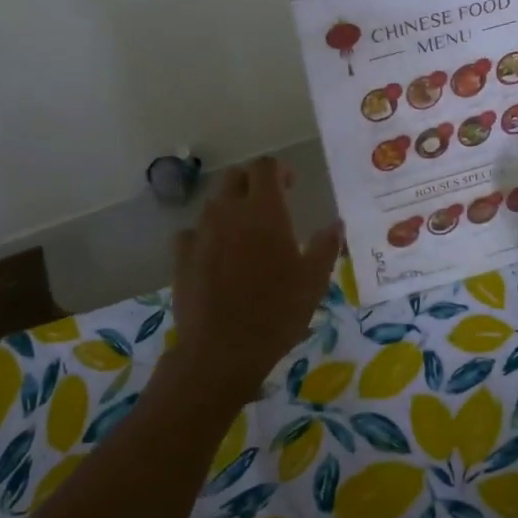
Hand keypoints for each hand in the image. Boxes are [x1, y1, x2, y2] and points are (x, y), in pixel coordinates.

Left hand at [167, 158, 342, 409]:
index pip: (265, 167)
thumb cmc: (277, 313)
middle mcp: (229, 212)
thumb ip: (326, 246)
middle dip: (252, 182)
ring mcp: (201, 233)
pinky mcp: (181, 256)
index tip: (291, 185)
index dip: (279, 169)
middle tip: (269, 204)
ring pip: (213, 203)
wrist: (222, 350)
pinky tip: (214, 254)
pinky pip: (192, 232)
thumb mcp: (314, 282)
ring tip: (244, 233)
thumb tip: (336, 224)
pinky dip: (205, 235)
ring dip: (230, 208)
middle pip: (235, 177)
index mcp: (264, 211)